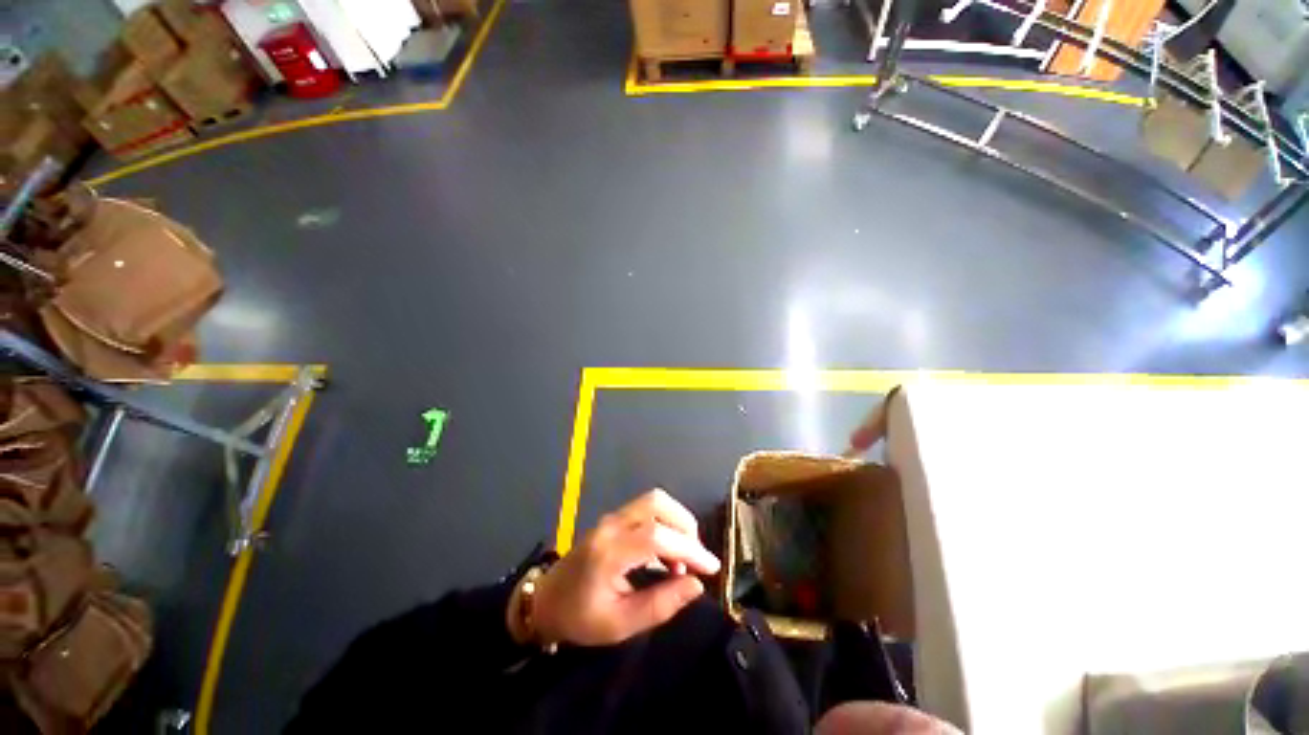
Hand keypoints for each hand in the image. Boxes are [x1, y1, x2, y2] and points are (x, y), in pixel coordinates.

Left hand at [531, 490, 720, 645]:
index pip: (658, 537)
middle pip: (658, 504)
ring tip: (683, 557)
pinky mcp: (614, 518)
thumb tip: (696, 584)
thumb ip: (661, 604)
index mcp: (610, 552)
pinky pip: (647, 508)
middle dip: (685, 526)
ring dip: (676, 522)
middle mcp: (612, 525)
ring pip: (654, 501)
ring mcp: (612, 517)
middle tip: (695, 559)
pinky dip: (666, 522)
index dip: (689, 549)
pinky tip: (667, 551)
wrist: (546, 600)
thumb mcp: (620, 624)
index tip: (711, 567)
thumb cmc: (580, 618)